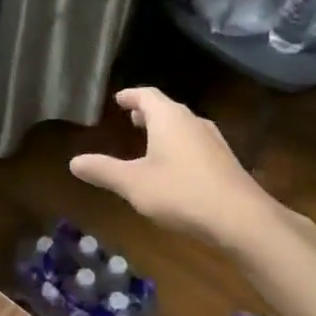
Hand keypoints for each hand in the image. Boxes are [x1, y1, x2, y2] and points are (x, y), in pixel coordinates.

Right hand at [70, 87, 315, 251]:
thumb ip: (103, 171)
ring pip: (184, 126)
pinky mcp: (226, 162)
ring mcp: (214, 141)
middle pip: (167, 108)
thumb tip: (74, 162)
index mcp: (169, 118)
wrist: (242, 220)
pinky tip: (175, 166)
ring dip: (165, 129)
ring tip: (150, 140)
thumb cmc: (181, 193)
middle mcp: (193, 121)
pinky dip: (180, 145)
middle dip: (148, 112)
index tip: (118, 99)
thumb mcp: (133, 184)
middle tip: (131, 118)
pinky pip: (196, 143)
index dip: (131, 96)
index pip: (147, 95)